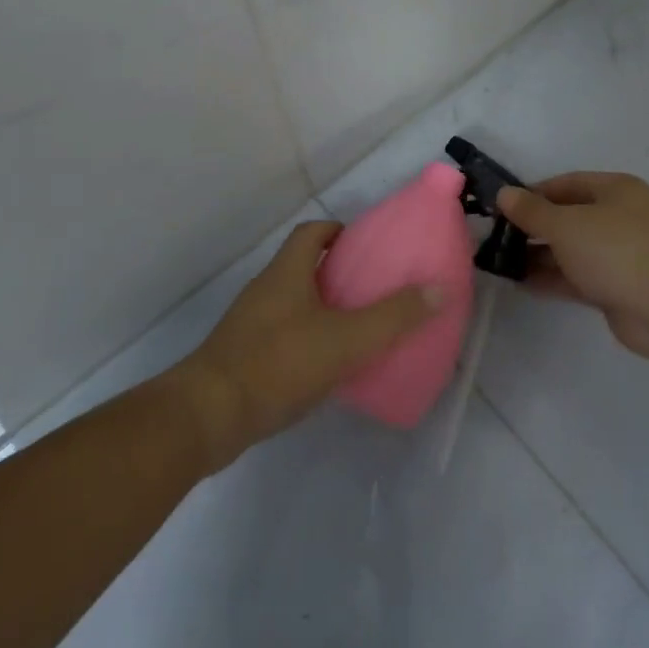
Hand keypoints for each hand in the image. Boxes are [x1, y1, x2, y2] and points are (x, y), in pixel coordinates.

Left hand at [173, 221, 441, 467]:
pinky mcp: (244, 356)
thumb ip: (394, 316)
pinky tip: (330, 366)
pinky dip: (308, 340)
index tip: (369, 247)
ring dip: (324, 309)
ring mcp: (251, 324)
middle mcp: (266, 289)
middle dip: (339, 273)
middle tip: (375, 290)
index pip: (313, 232)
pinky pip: (283, 335)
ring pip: (294, 303)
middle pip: (304, 266)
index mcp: (287, 272)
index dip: (340, 231)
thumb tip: (439, 288)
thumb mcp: (347, 339)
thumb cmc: (279, 363)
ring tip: (361, 329)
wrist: (209, 416)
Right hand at [497, 172, 648, 362]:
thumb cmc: (615, 250)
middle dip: (534, 227)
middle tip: (497, 237)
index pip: (567, 184)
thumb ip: (532, 211)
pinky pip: (578, 277)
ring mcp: (620, 255)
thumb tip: (504, 193)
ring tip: (502, 262)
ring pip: (572, 250)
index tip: (503, 207)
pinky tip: (522, 283)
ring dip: (540, 255)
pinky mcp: (617, 287)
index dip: (533, 193)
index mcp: (615, 190)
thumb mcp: (565, 224)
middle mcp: (619, 218)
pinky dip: (553, 278)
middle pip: (569, 217)